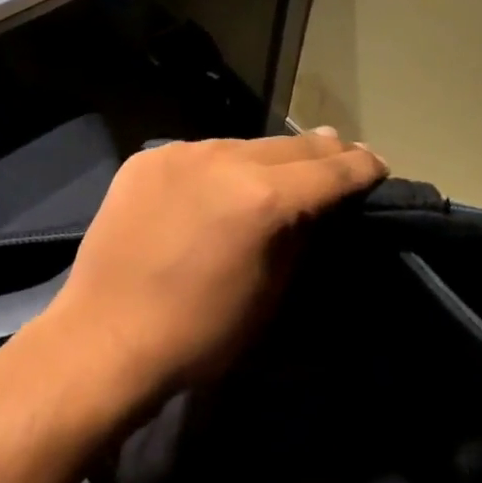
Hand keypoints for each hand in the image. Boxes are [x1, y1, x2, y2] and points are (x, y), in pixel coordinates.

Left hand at [45, 130, 387, 407]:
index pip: (329, 170)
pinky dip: (217, 167)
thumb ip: (299, 238)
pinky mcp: (146, 159)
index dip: (360, 167)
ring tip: (281, 169)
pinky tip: (218, 185)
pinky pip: (197, 155)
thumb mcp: (270, 294)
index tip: (377, 165)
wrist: (104, 337)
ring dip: (266, 158)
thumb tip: (316, 206)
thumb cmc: (199, 334)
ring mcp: (180, 154)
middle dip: (321, 153)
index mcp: (263, 198)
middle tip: (342, 155)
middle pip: (289, 146)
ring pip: (241, 145)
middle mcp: (224, 159)